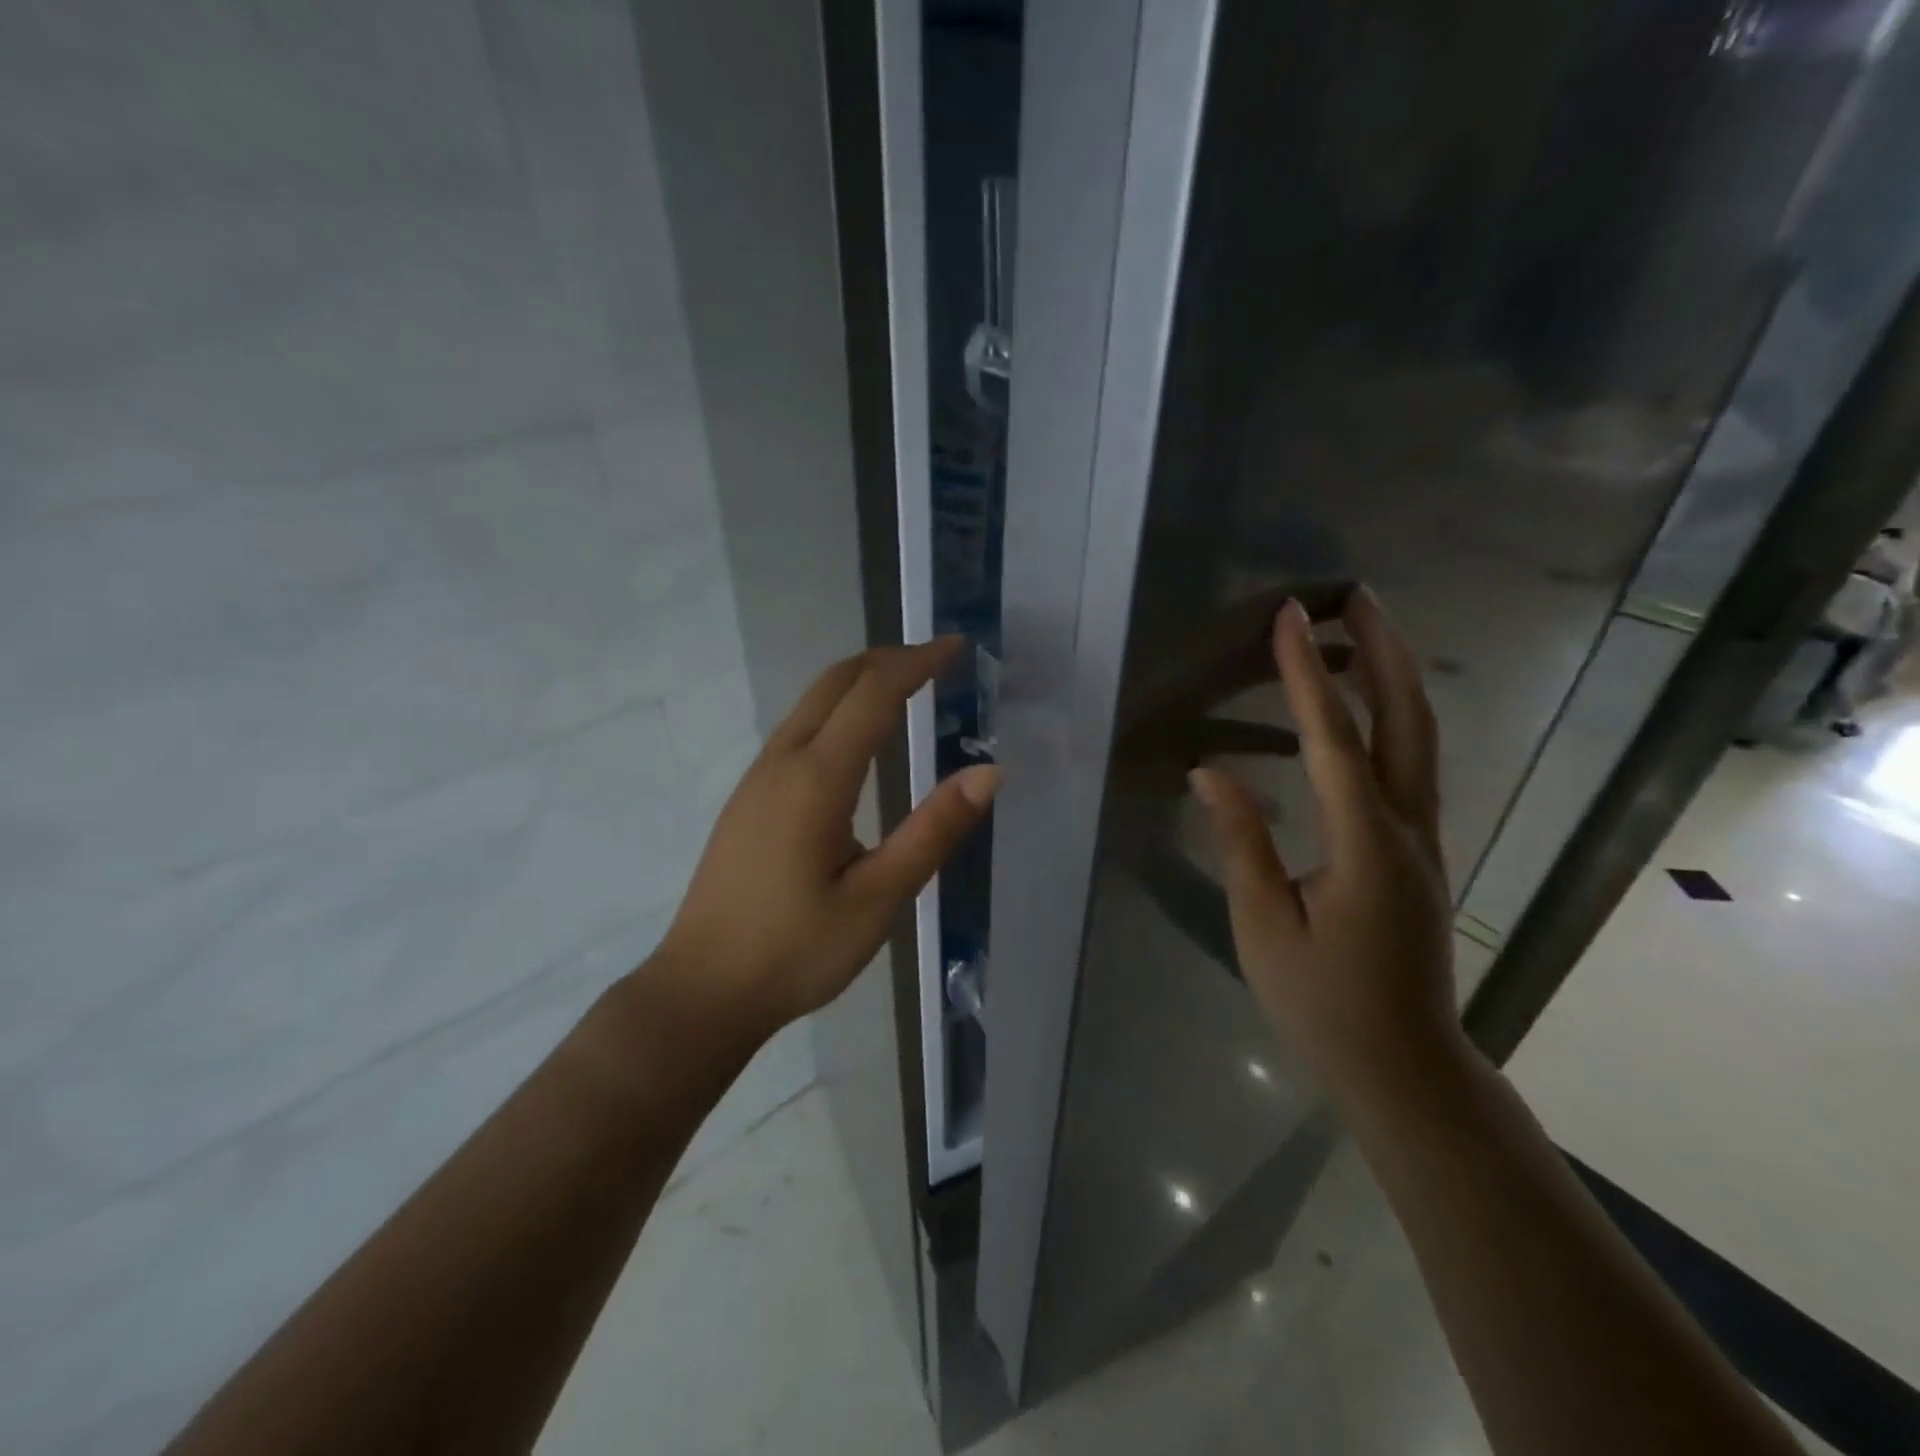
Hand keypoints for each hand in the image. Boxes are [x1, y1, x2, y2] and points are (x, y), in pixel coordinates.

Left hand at [652, 638, 1000, 1044]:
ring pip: (811, 703)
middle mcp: (781, 763)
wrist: (703, 991)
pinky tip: (857, 741)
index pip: (872, 694)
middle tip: (936, 661)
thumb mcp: (877, 898)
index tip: (956, 648)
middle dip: (887, 660)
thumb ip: (933, 831)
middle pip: (834, 682)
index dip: (916, 662)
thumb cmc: (796, 951)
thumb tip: (988, 772)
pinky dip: (837, 710)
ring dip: (859, 682)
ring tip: (906, 689)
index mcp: (816, 779)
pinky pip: (797, 730)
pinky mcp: (748, 799)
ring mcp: (757, 779)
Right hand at [1189, 591, 1458, 1102]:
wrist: (1403, 1065)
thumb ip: (1242, 840)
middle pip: (1406, 719)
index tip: (1290, 617)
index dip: (1307, 673)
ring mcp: (1424, 837)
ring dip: (1395, 676)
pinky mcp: (1418, 849)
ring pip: (1419, 737)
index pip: (1332, 738)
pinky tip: (1366, 706)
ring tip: (1363, 631)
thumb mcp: (1262, 924)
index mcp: (1364, 844)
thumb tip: (1210, 770)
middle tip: (1356, 596)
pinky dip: (1392, 716)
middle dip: (1383, 650)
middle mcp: (1408, 828)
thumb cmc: (1321, 1000)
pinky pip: (1411, 763)